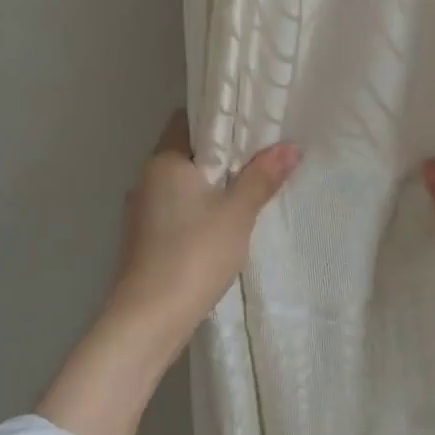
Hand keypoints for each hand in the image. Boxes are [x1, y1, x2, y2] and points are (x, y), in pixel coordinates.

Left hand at [92, 110, 300, 370]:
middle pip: (187, 152)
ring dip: (212, 183)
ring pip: (183, 183)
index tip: (252, 120)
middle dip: (223, 153)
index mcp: (163, 161)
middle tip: (263, 152)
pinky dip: (201, 207)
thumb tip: (291, 147)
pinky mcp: (146, 239)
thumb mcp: (238, 212)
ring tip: (251, 185)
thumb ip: (263, 177)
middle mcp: (146, 179)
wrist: (149, 318)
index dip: (219, 116)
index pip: (188, 120)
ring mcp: (143, 211)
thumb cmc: (194, 253)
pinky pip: (178, 208)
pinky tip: (226, 221)